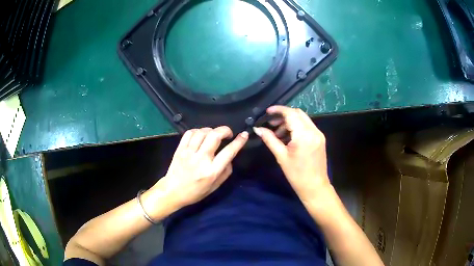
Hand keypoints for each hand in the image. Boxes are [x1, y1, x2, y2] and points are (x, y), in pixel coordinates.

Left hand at [153, 126, 248, 210]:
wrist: (172, 192)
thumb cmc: (195, 192)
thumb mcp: (215, 187)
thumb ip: (225, 172)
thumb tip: (230, 158)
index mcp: (211, 171)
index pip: (229, 152)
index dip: (239, 141)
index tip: (244, 135)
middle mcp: (201, 159)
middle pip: (215, 136)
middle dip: (225, 130)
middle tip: (228, 133)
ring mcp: (188, 153)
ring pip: (202, 132)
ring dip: (211, 130)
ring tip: (214, 134)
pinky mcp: (180, 149)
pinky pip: (189, 133)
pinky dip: (198, 131)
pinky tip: (200, 135)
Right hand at [253, 106, 329, 205]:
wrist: (315, 187)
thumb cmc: (296, 174)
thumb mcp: (281, 156)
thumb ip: (270, 139)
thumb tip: (258, 129)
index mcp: (304, 135)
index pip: (291, 114)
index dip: (278, 110)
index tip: (267, 112)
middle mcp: (313, 130)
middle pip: (298, 113)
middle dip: (283, 115)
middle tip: (271, 123)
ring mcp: (318, 134)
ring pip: (303, 119)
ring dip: (290, 121)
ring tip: (277, 133)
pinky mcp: (320, 138)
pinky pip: (307, 126)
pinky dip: (297, 127)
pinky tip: (288, 137)